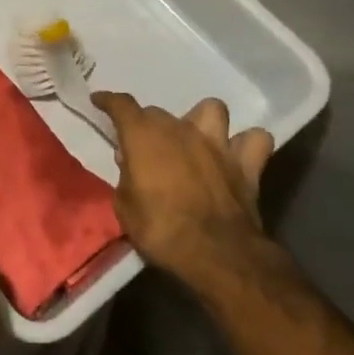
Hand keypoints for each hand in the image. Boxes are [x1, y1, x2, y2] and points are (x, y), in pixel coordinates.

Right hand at [92, 92, 274, 288]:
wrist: (215, 253)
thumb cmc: (160, 230)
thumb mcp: (125, 207)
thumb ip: (126, 177)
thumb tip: (130, 162)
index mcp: (144, 137)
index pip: (121, 105)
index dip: (108, 101)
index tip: (99, 100)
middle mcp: (180, 130)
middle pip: (159, 112)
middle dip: (148, 125)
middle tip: (144, 148)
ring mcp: (217, 144)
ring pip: (212, 110)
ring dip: (201, 121)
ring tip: (194, 139)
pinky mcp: (247, 164)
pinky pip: (254, 140)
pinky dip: (245, 144)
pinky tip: (236, 155)